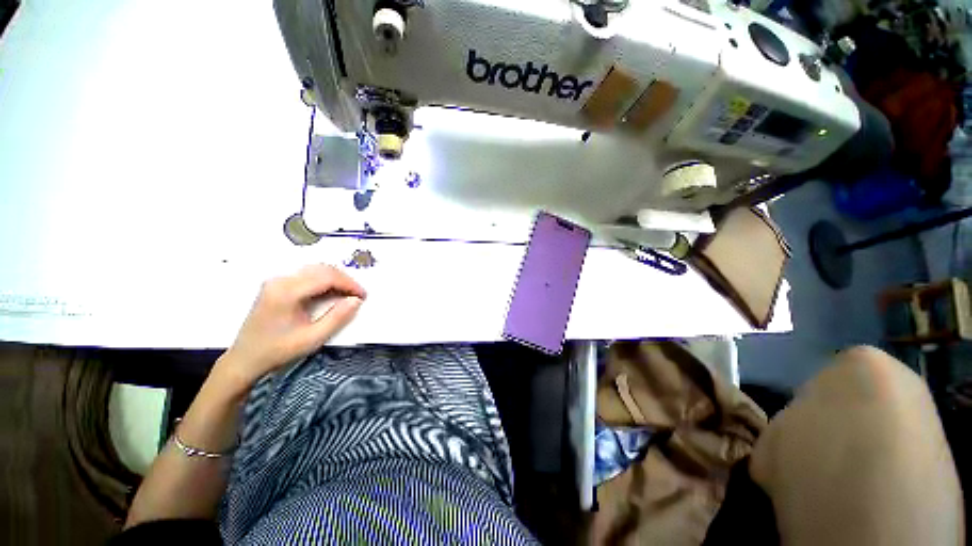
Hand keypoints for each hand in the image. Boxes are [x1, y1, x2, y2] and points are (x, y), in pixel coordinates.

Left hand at [214, 264, 365, 390]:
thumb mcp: (312, 338)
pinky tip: (331, 293)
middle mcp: (281, 280)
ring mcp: (277, 281)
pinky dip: (324, 281)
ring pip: (315, 270)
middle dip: (344, 280)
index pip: (326, 277)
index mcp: (287, 292)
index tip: (363, 296)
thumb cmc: (278, 351)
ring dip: (335, 279)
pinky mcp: (277, 285)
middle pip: (321, 269)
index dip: (349, 284)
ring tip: (347, 294)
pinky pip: (307, 275)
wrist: (245, 359)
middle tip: (357, 295)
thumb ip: (337, 318)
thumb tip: (356, 300)